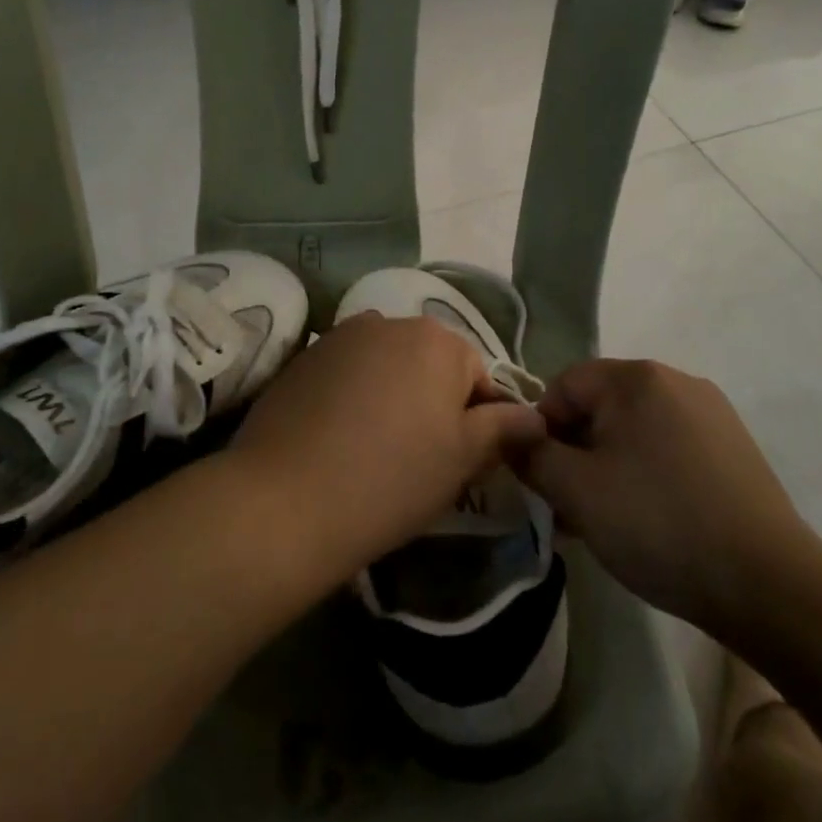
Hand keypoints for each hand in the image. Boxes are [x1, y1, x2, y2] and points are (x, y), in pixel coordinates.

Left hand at [229, 313, 546, 587]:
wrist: (286, 500)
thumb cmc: (392, 479)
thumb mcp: (462, 458)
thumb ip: (503, 428)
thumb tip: (535, 416)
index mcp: (436, 340)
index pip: (477, 375)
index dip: (478, 421)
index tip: (463, 462)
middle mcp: (388, 322)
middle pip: (428, 364)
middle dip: (433, 403)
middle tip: (421, 458)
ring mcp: (339, 337)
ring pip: (386, 368)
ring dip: (392, 397)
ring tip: (376, 449)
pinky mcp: (302, 359)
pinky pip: (346, 375)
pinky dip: (352, 398)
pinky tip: (338, 440)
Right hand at [508, 358, 819, 641]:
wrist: (768, 583)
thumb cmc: (658, 524)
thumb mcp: (576, 491)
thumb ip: (531, 455)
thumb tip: (513, 437)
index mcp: (636, 378)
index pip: (563, 386)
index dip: (540, 430)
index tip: (542, 480)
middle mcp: (675, 380)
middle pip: (599, 407)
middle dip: (574, 452)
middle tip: (568, 506)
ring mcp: (711, 413)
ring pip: (633, 430)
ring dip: (607, 467)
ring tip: (604, 520)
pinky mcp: (733, 447)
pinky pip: (668, 447)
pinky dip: (645, 473)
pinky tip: (648, 519)